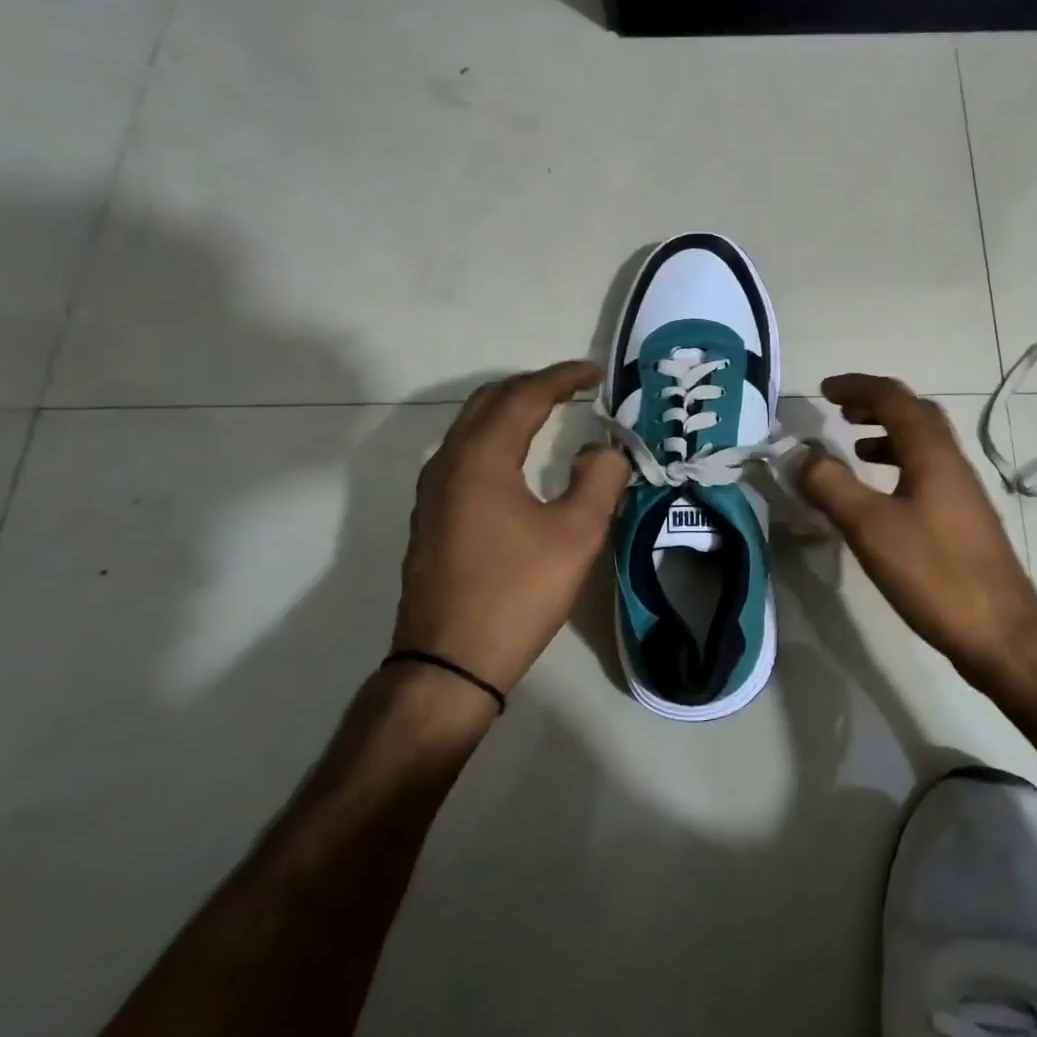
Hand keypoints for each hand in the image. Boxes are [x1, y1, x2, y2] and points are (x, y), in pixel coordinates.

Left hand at [393, 361, 630, 695]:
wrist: (449, 663)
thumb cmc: (517, 593)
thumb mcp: (577, 534)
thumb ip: (600, 479)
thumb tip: (604, 449)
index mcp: (481, 458)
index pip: (524, 395)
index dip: (563, 377)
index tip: (596, 374)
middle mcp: (449, 462)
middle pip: (490, 401)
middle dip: (534, 386)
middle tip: (575, 388)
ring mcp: (433, 491)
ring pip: (472, 427)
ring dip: (512, 410)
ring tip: (551, 413)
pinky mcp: (432, 517)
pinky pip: (465, 454)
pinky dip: (497, 438)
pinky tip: (518, 460)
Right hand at [799, 373, 1036, 679]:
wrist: (1001, 632)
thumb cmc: (934, 573)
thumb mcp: (870, 527)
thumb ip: (830, 485)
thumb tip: (797, 453)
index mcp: (931, 453)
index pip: (893, 398)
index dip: (857, 387)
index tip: (823, 390)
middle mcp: (951, 462)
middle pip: (915, 414)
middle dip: (876, 405)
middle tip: (841, 412)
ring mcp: (962, 491)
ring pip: (924, 444)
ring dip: (888, 435)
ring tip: (856, 449)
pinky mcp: (963, 519)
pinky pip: (927, 472)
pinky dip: (899, 466)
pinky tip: (882, 498)